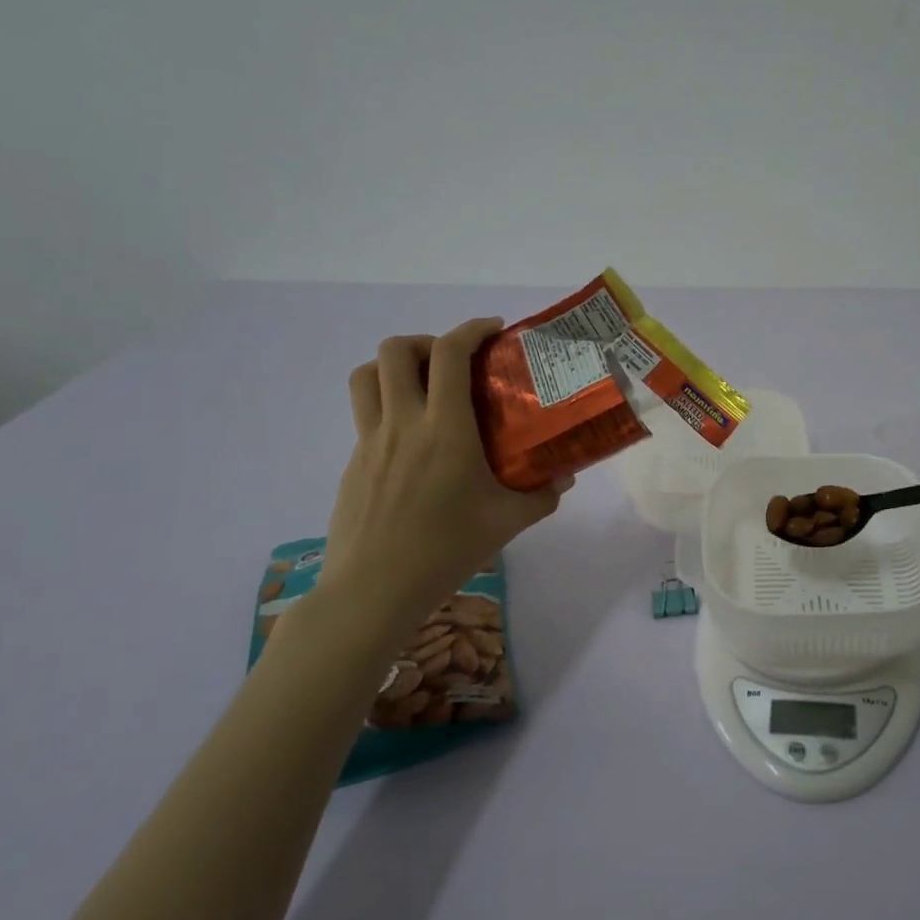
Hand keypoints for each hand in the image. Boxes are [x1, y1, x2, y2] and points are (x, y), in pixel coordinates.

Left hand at [316, 319, 566, 635]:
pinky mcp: (354, 462)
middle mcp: (403, 423)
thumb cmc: (446, 550)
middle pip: (396, 350)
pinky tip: (414, 442)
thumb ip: (542, 495)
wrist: (374, 590)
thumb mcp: (508, 522)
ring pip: (367, 375)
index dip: (471, 329)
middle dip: (427, 341)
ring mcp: (370, 441)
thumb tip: (565, 476)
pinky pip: (365, 413)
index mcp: (445, 429)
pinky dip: (388, 405)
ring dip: (396, 365)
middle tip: (454, 362)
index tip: (494, 330)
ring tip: (424, 385)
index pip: (450, 354)